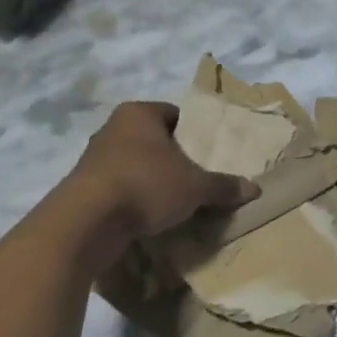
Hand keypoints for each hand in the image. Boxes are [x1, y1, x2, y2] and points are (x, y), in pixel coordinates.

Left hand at [31, 103, 255, 270]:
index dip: (193, 133)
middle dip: (173, 159)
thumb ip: (222, 186)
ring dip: (152, 182)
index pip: (174, 115)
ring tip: (176, 202)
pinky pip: (118, 190)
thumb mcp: (194, 187)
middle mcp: (112, 129)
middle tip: (197, 178)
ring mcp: (93, 160)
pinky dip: (133, 201)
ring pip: (134, 165)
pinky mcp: (82, 190)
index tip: (208, 154)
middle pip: (153, 140)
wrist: (85, 223)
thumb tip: (254, 189)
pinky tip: (149, 219)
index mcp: (138, 113)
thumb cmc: (145, 185)